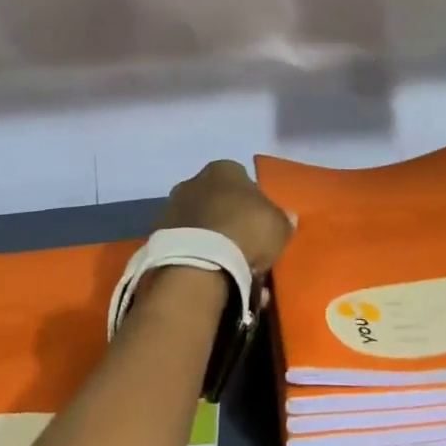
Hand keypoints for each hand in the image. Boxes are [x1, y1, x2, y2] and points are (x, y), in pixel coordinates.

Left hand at [158, 160, 293, 275]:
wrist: (198, 262)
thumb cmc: (245, 231)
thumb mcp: (279, 226)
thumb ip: (283, 220)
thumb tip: (287, 218)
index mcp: (224, 168)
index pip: (243, 180)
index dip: (253, 204)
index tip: (259, 226)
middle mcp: (194, 180)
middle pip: (218, 200)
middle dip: (229, 220)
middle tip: (244, 248)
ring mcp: (172, 207)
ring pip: (200, 223)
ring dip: (211, 239)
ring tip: (227, 269)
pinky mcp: (158, 235)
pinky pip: (186, 244)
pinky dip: (196, 256)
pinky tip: (209, 276)